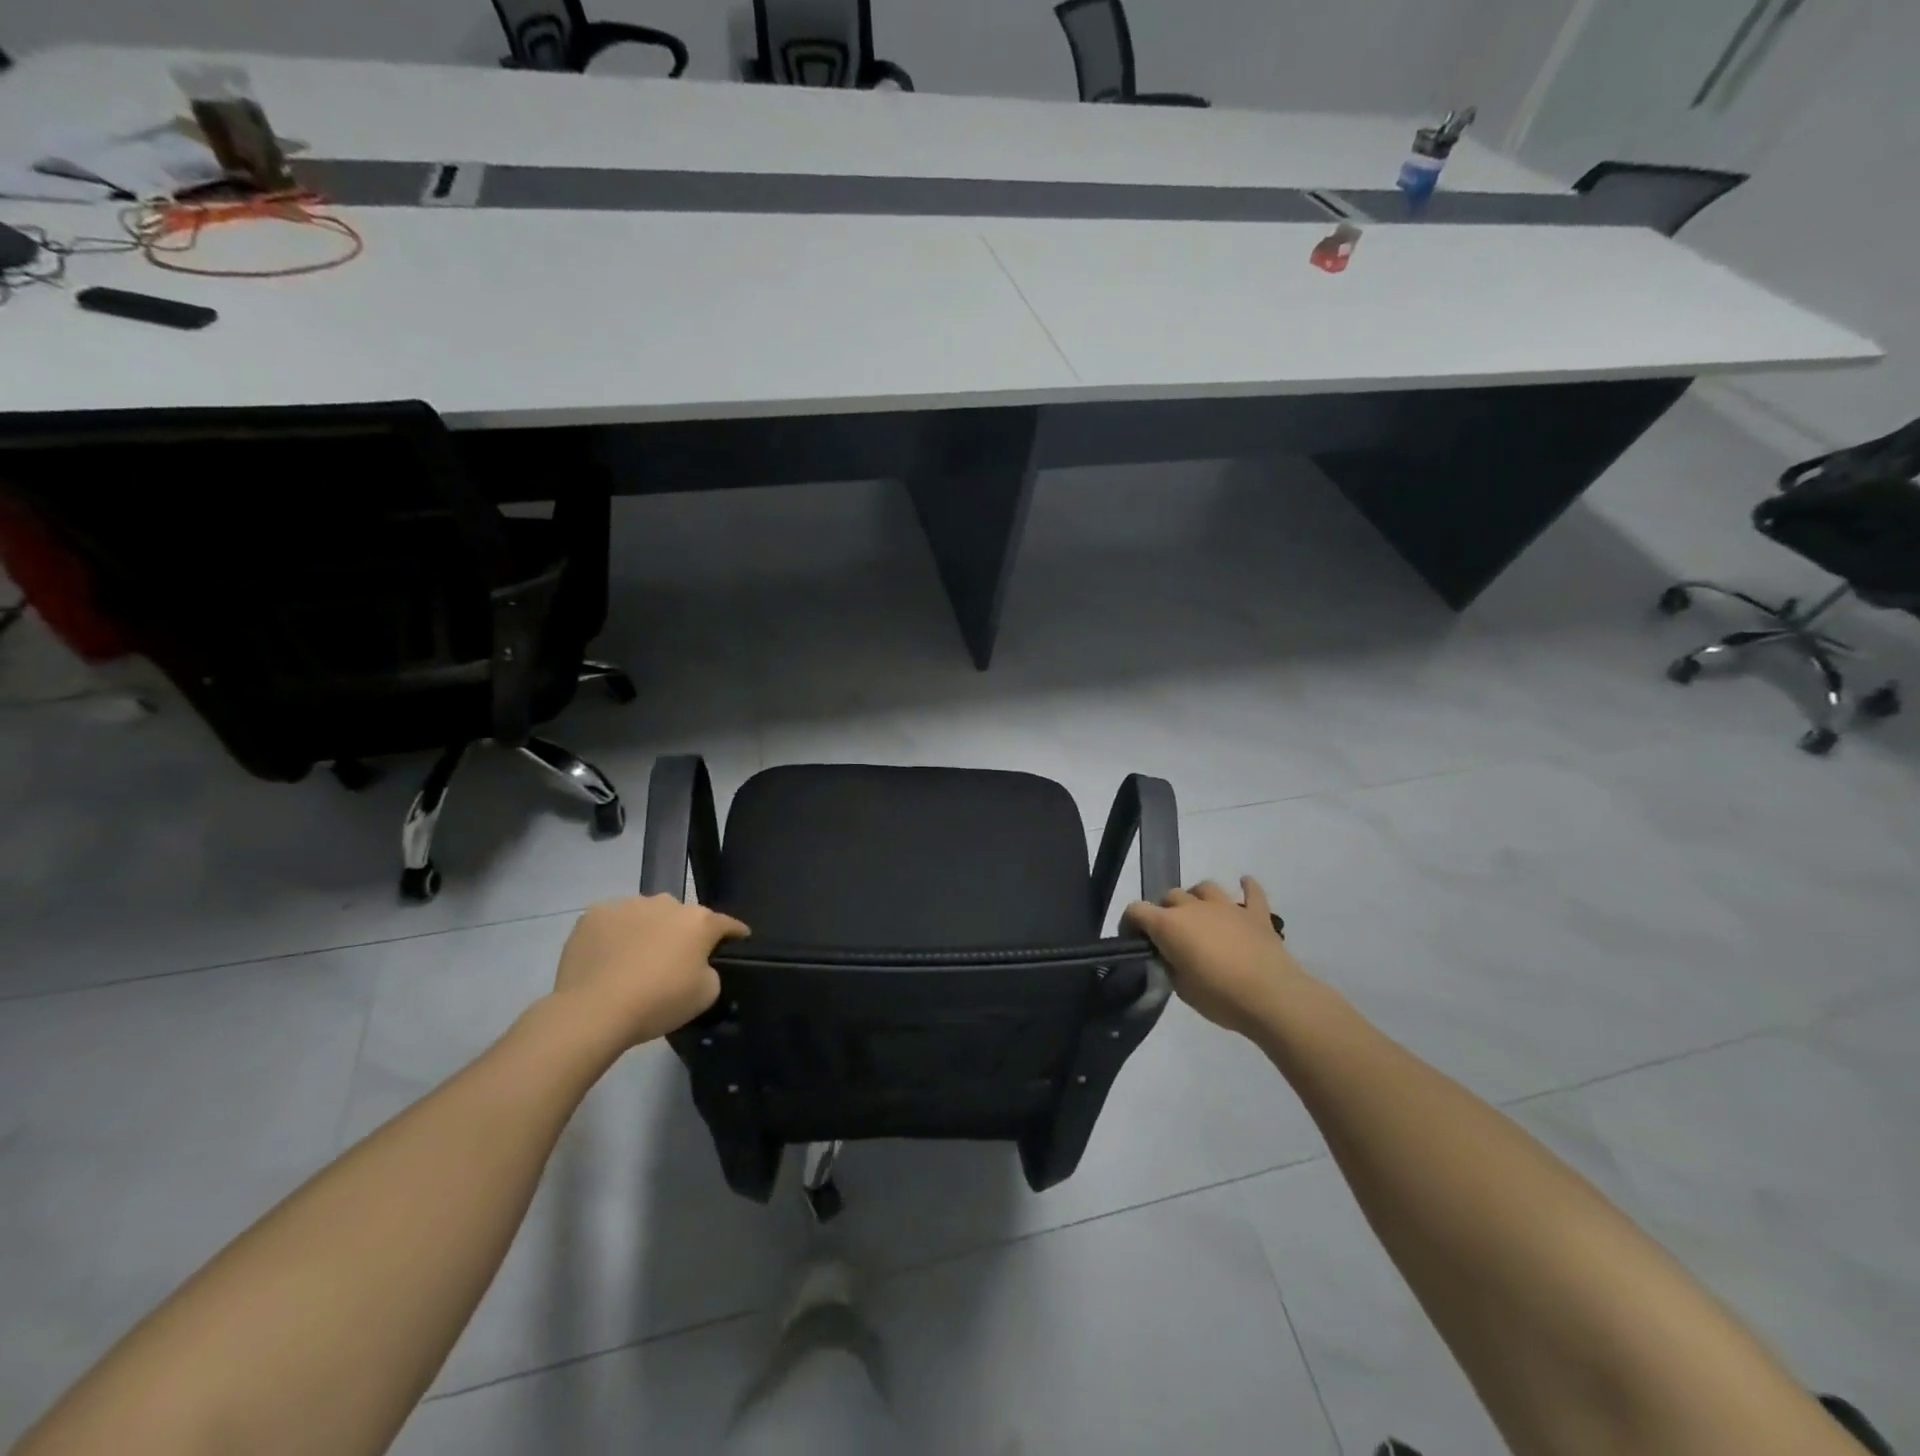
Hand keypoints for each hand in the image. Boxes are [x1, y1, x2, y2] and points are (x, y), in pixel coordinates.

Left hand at [552, 895, 748, 1050]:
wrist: (593, 1010)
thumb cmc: (658, 1002)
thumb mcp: (705, 994)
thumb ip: (710, 971)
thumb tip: (698, 964)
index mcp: (699, 921)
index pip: (726, 923)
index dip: (734, 932)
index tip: (739, 938)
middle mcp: (667, 903)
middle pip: (682, 916)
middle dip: (682, 932)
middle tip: (674, 959)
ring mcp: (628, 905)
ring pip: (646, 914)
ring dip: (648, 930)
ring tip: (635, 958)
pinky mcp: (594, 914)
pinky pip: (613, 921)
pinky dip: (615, 934)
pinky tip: (607, 958)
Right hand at [1123, 878, 1311, 1041]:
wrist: (1272, 997)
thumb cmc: (1220, 997)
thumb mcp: (1181, 988)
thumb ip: (1170, 965)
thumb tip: (1170, 956)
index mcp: (1169, 925)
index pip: (1136, 910)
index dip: (1130, 923)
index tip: (1134, 941)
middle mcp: (1194, 907)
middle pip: (1170, 896)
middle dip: (1165, 912)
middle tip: (1171, 936)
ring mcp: (1227, 906)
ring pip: (1204, 887)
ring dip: (1197, 898)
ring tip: (1200, 915)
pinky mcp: (1256, 914)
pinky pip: (1252, 892)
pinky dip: (1247, 887)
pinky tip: (1244, 884)